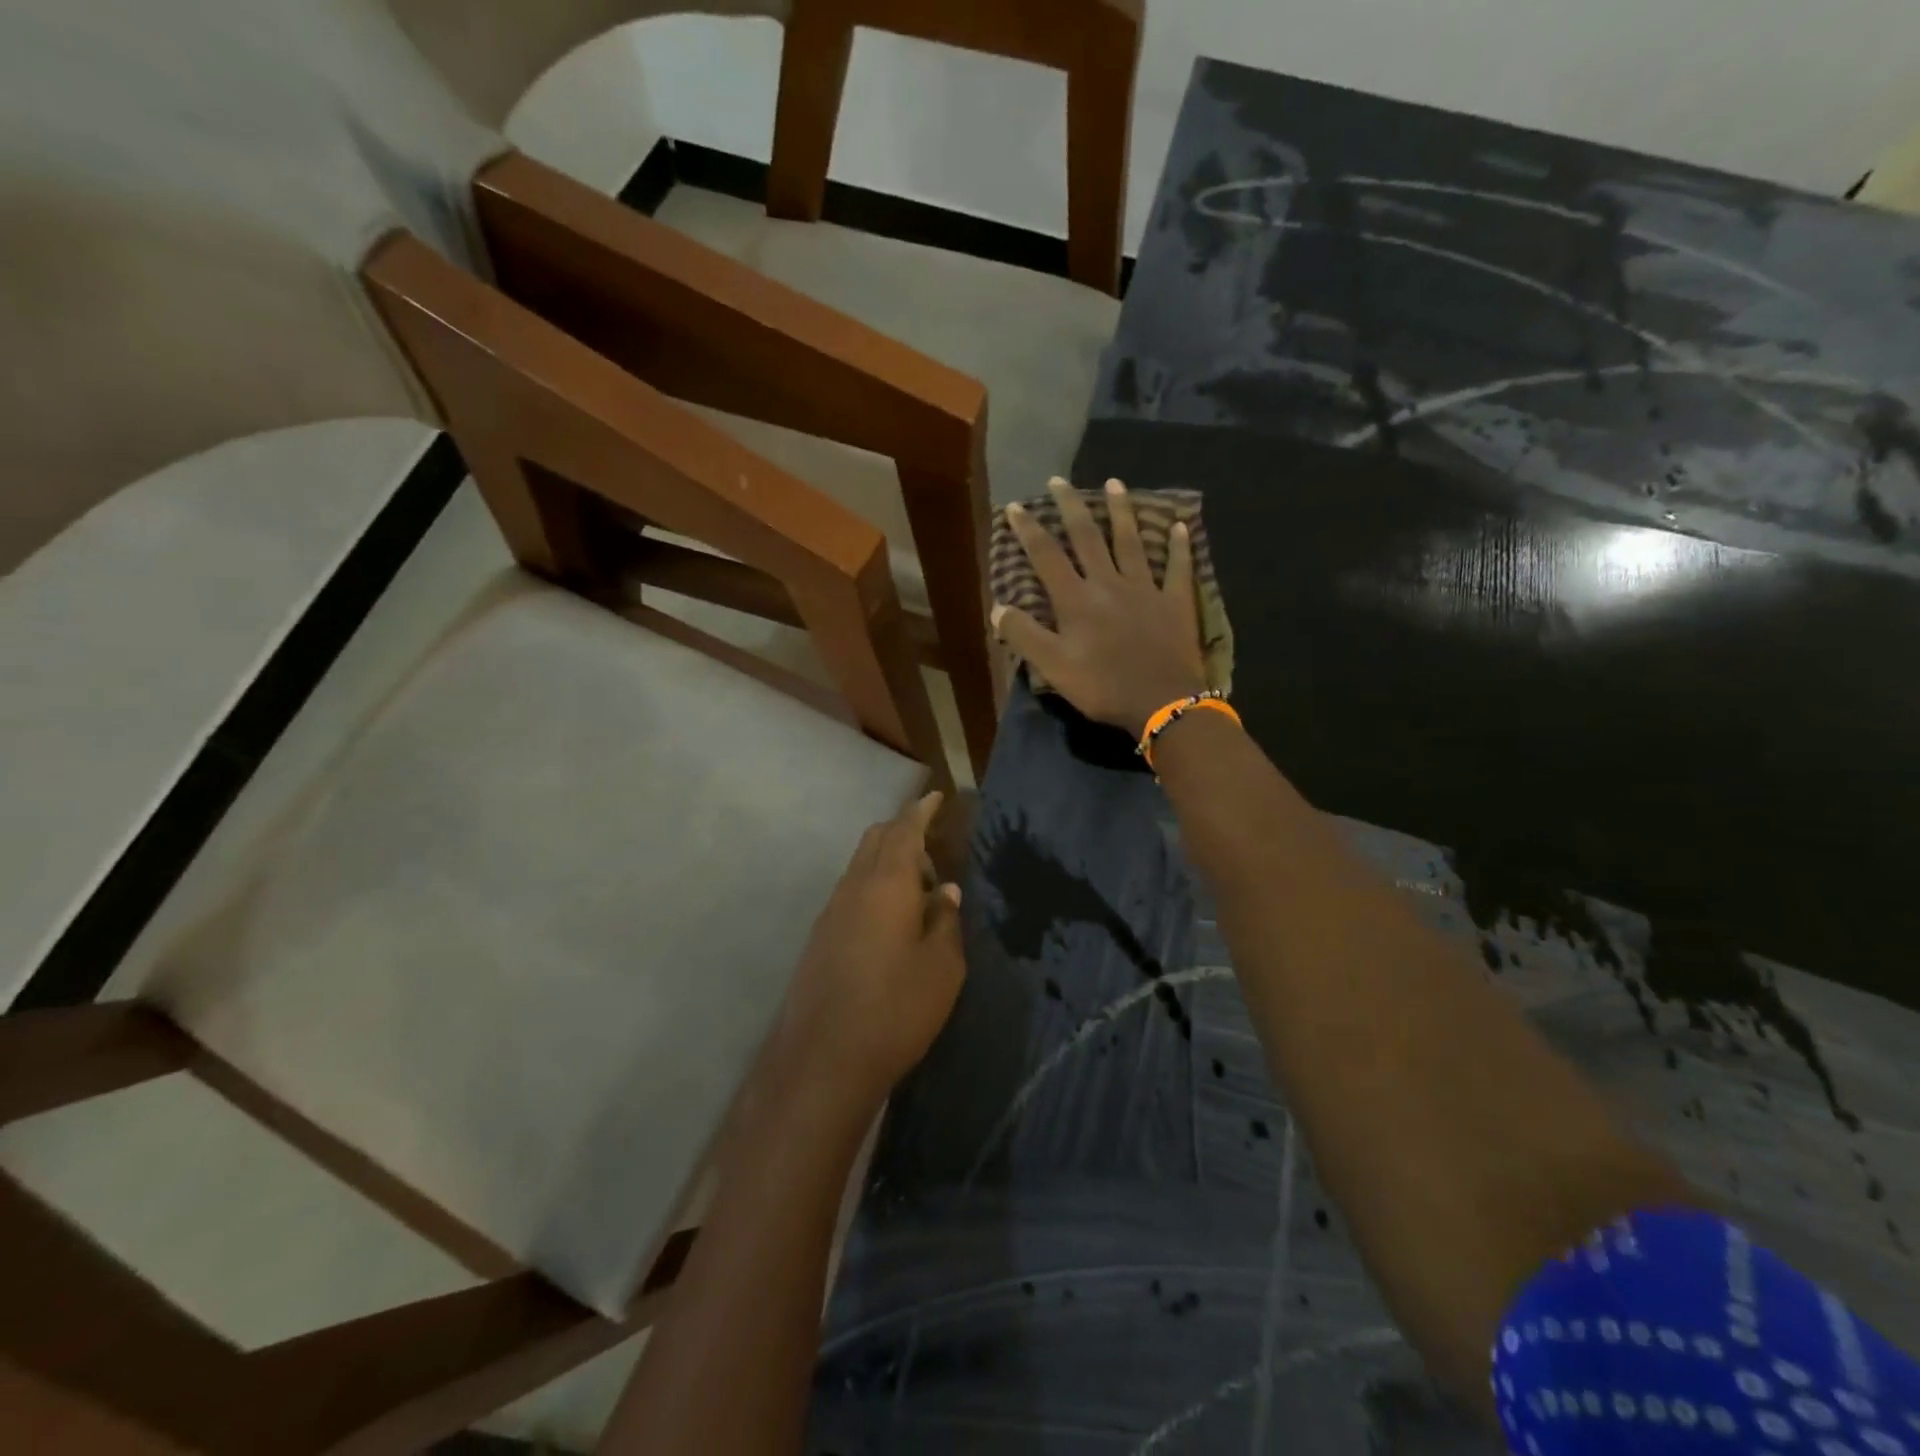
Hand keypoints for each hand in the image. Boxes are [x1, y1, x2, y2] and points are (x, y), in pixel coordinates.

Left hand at [772, 792, 965, 1112]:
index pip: (904, 830)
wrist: (823, 1060)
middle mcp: (853, 887)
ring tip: (918, 891)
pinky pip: (850, 893)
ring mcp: (830, 912)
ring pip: (860, 867)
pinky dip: (873, 888)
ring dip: (888, 864)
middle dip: (903, 832)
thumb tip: (945, 890)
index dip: (921, 810)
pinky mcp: (819, 938)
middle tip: (933, 850)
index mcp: (886, 884)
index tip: (936, 797)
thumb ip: (945, 920)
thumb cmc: (896, 1008)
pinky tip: (890, 922)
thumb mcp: (942, 967)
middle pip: (875, 840)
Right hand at [992, 477, 1208, 736]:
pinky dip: (1180, 547)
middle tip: (1059, 481)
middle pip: (1087, 537)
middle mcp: (1109, 583)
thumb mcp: (1052, 667)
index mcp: (1076, 599)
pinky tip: (1181, 526)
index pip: (1047, 556)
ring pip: (1131, 542)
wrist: (1163, 701)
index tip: (1016, 506)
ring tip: (1114, 484)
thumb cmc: (1103, 686)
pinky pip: (1178, 568)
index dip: (1029, 530)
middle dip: (1071, 507)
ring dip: (1121, 511)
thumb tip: (998, 608)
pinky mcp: (1175, 602)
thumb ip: (1024, 635)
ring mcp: (1146, 589)